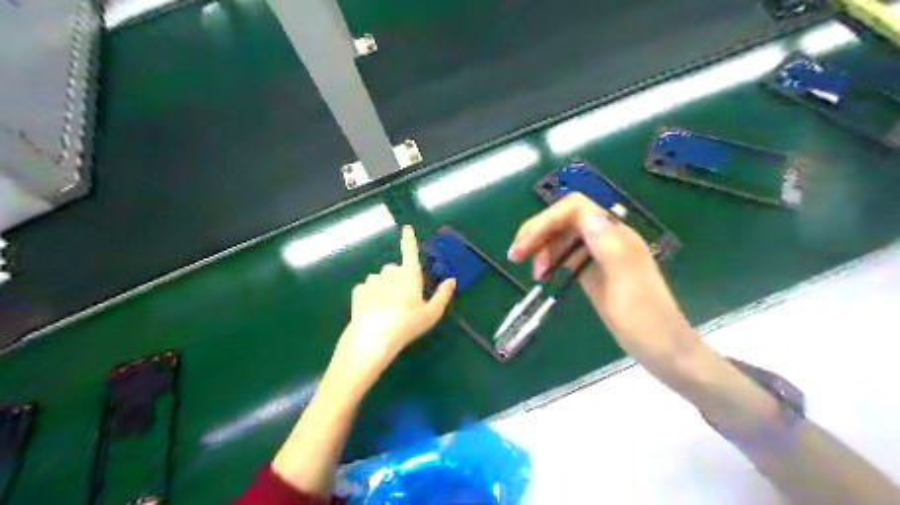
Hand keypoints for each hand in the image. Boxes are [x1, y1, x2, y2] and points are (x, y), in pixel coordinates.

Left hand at [327, 227, 458, 392]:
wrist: (374, 337)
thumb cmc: (408, 324)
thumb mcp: (431, 313)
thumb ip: (443, 295)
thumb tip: (452, 280)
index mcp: (409, 274)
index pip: (410, 251)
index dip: (409, 239)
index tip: (406, 228)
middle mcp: (390, 272)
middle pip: (395, 269)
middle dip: (399, 278)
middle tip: (403, 299)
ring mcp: (372, 281)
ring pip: (379, 279)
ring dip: (383, 287)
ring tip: (387, 308)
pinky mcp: (358, 291)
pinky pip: (366, 289)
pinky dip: (369, 295)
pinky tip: (372, 310)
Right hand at [505, 196, 702, 372]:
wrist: (665, 351)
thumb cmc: (647, 322)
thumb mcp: (626, 287)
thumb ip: (609, 248)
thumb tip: (586, 214)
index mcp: (617, 237)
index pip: (575, 209)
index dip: (546, 221)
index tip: (524, 247)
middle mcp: (608, 239)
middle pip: (565, 218)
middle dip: (538, 232)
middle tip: (515, 256)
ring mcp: (601, 254)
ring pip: (563, 235)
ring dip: (542, 246)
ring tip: (534, 273)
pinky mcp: (594, 270)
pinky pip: (567, 254)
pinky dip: (551, 259)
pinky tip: (543, 275)